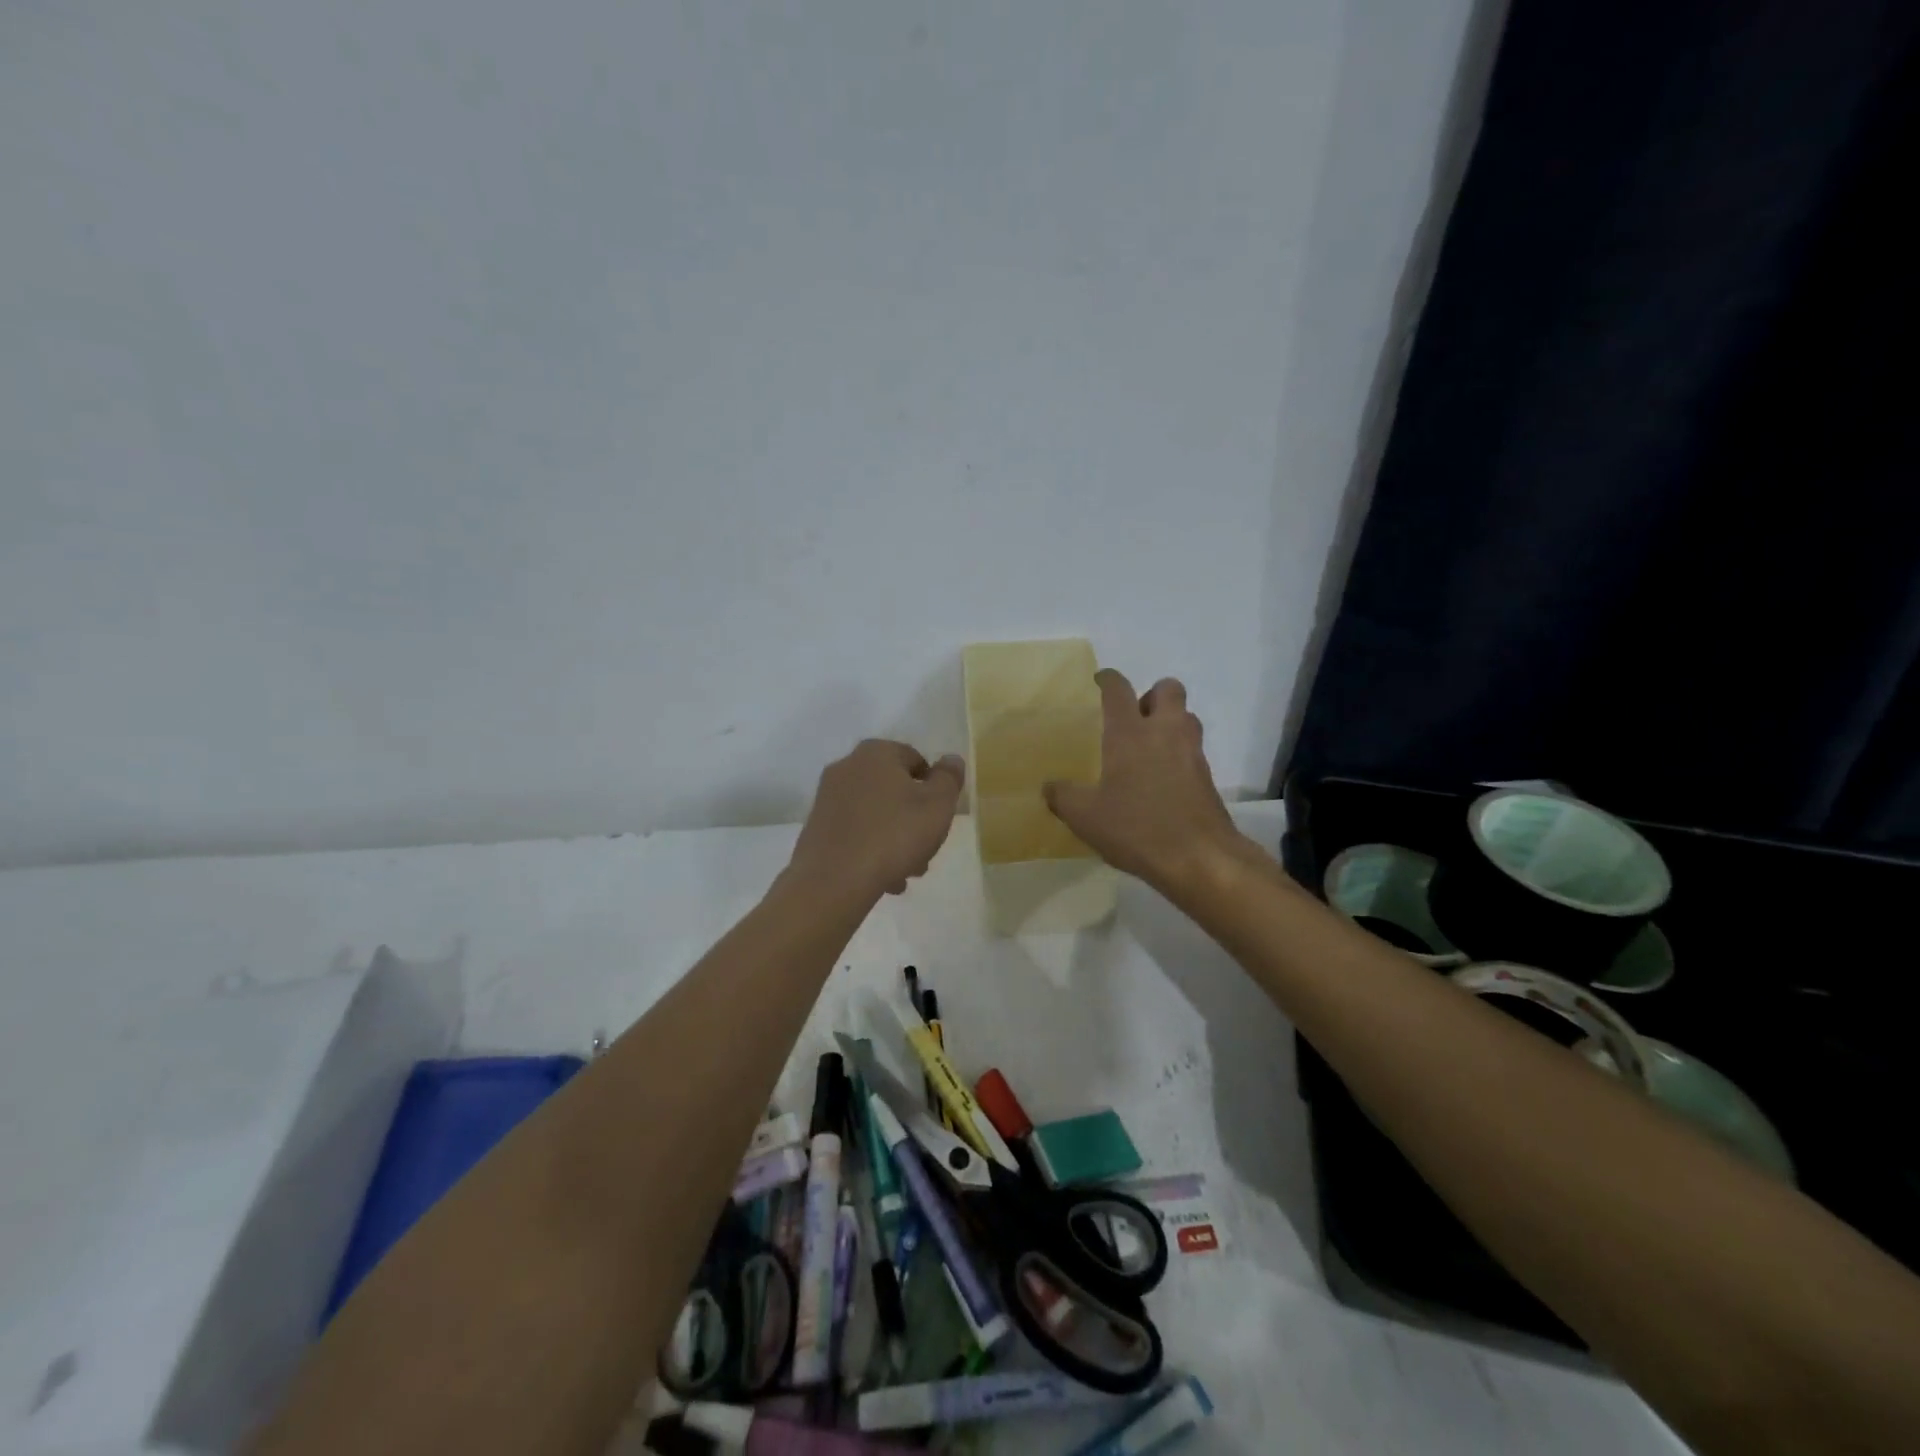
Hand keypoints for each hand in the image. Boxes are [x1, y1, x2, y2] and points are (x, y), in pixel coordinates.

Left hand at [788, 739, 965, 900]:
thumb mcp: (937, 805)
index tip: (940, 818)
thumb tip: (951, 759)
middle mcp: (847, 766)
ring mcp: (828, 797)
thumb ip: (949, 778)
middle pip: (895, 790)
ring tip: (906, 873)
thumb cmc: (894, 835)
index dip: (934, 789)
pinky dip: (871, 849)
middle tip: (926, 851)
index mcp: (877, 753)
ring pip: (876, 814)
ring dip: (895, 839)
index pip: (917, 761)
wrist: (833, 880)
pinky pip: (855, 832)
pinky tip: (883, 878)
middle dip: (914, 819)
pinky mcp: (816, 827)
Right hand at [1044, 670, 1251, 894]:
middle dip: (1151, 695)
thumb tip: (1049, 787)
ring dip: (1169, 722)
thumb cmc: (1137, 828)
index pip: (1118, 690)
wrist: (1199, 858)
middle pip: (1168, 689)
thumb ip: (1063, 796)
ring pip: (1186, 717)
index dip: (1108, 680)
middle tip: (1133, 718)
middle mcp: (1164, 732)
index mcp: (1130, 733)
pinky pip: (1192, 749)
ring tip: (1148, 747)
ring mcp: (1191, 752)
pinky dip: (1178, 753)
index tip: (1099, 680)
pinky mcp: (1207, 776)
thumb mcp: (1085, 817)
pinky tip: (1161, 780)